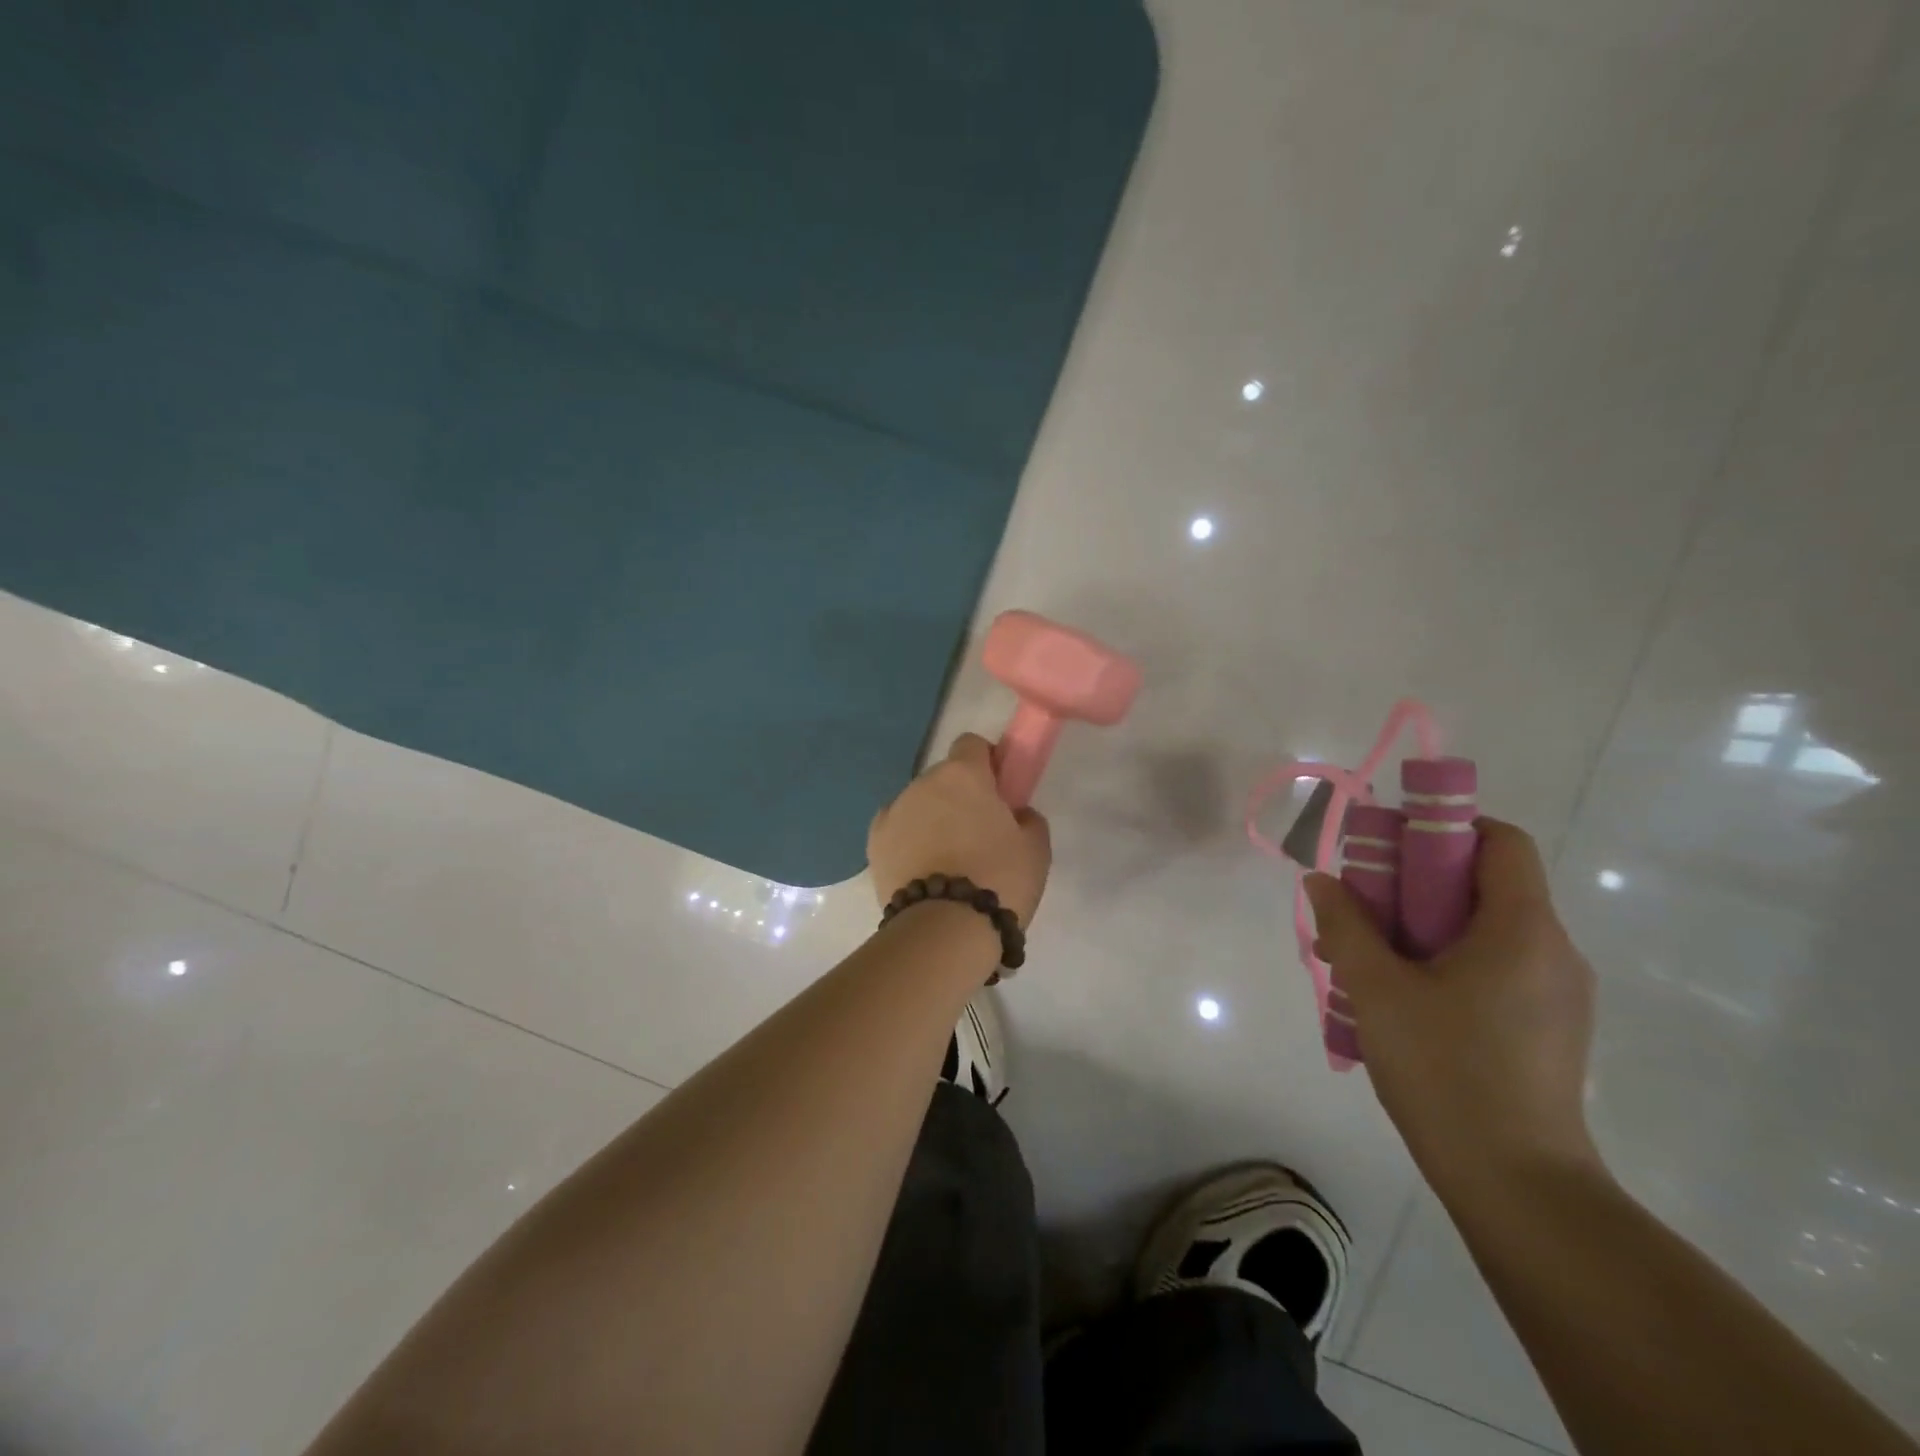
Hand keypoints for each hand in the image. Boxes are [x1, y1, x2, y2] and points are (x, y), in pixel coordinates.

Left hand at [868, 734, 1051, 927]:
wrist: (944, 929)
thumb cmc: (999, 879)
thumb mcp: (1035, 847)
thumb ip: (1027, 818)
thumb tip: (1014, 815)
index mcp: (962, 774)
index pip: (971, 744)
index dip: (987, 762)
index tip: (999, 790)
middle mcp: (922, 783)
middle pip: (944, 778)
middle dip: (960, 796)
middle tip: (979, 833)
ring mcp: (893, 812)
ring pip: (919, 804)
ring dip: (933, 818)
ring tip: (949, 861)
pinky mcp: (873, 844)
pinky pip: (898, 830)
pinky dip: (909, 840)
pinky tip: (923, 869)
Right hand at [1304, 819, 1599, 1195]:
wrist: (1518, 1185)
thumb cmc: (1446, 1070)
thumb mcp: (1376, 989)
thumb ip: (1346, 925)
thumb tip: (1321, 880)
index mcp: (1523, 928)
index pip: (1501, 841)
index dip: (1445, 828)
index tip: (1391, 850)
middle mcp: (1554, 950)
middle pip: (1487, 884)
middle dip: (1418, 884)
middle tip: (1363, 911)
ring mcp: (1559, 994)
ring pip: (1486, 930)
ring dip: (1427, 927)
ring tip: (1371, 962)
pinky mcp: (1550, 1028)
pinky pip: (1496, 968)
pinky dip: (1448, 962)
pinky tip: (1405, 1001)